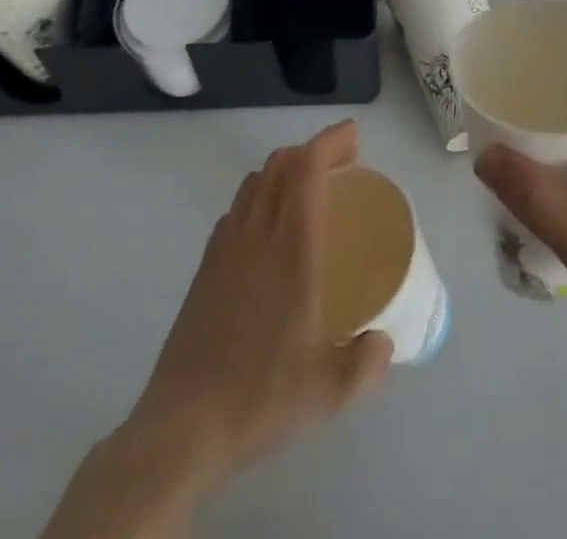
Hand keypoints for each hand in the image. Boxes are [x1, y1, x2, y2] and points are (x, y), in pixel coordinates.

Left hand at [43, 121, 392, 538]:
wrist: (181, 429)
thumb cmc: (260, 398)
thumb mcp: (328, 391)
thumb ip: (366, 363)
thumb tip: (384, 343)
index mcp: (291, 246)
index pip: (307, 167)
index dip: (331, 141)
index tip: (354, 136)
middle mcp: (257, 233)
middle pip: (281, 163)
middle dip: (314, 150)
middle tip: (344, 164)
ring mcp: (225, 247)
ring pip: (255, 181)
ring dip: (286, 170)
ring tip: (310, 190)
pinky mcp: (205, 267)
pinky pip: (236, 209)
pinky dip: (259, 197)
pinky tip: (269, 229)